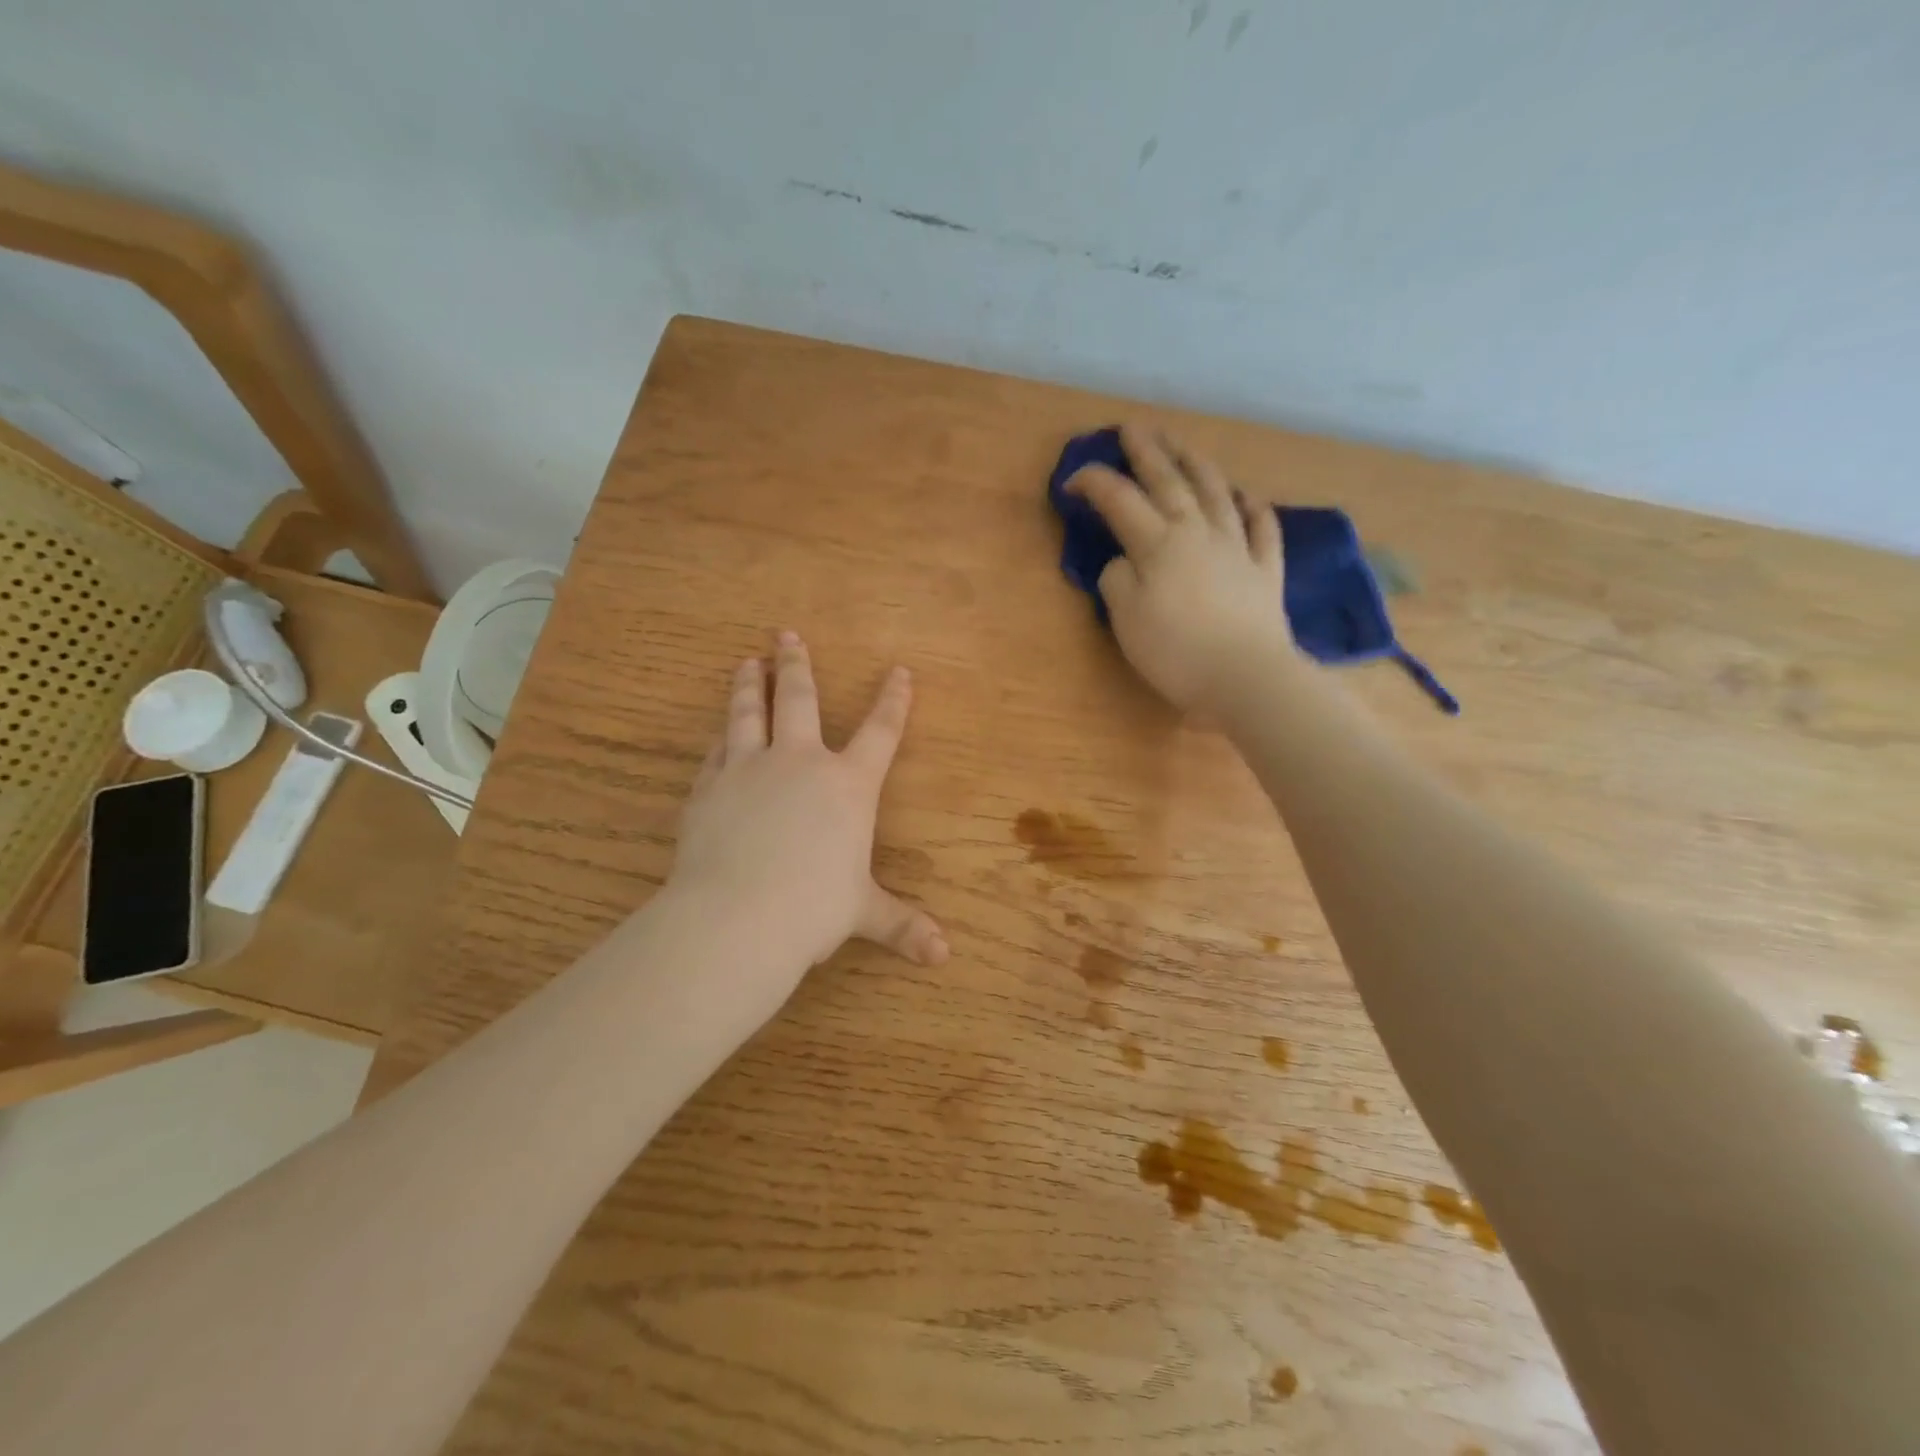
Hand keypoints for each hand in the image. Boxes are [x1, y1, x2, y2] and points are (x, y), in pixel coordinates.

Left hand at [668, 632, 948, 985]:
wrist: (737, 917)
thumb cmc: (813, 909)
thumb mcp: (863, 914)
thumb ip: (902, 925)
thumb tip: (943, 956)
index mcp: (848, 786)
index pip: (881, 732)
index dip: (893, 701)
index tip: (899, 671)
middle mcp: (800, 763)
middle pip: (802, 699)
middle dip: (798, 664)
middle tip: (786, 634)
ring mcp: (750, 769)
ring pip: (750, 712)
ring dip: (751, 683)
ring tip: (747, 661)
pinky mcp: (710, 787)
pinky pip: (716, 751)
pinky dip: (721, 737)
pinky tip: (718, 732)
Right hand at [1067, 424, 1293, 711]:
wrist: (1246, 678)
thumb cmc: (1177, 652)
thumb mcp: (1126, 620)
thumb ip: (1117, 581)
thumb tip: (1123, 561)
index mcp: (1159, 544)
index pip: (1121, 500)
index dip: (1095, 483)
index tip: (1072, 479)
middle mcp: (1198, 533)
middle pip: (1170, 482)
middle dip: (1148, 452)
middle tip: (1133, 428)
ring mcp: (1237, 548)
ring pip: (1217, 493)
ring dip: (1197, 464)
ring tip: (1183, 446)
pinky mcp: (1265, 570)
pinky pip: (1262, 528)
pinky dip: (1253, 507)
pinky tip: (1247, 495)